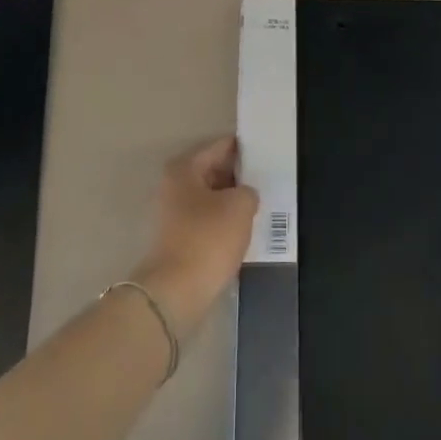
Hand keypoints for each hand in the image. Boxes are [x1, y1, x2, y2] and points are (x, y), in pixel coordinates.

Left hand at [132, 135, 258, 337]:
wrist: (176, 292)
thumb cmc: (207, 239)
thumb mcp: (240, 206)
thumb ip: (248, 191)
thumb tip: (244, 195)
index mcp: (184, 169)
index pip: (219, 147)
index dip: (243, 148)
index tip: (266, 151)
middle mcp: (174, 186)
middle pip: (213, 172)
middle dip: (239, 176)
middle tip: (267, 179)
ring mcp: (173, 215)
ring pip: (211, 199)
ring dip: (232, 202)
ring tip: (261, 205)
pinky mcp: (179, 240)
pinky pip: (208, 222)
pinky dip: (224, 223)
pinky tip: (245, 230)